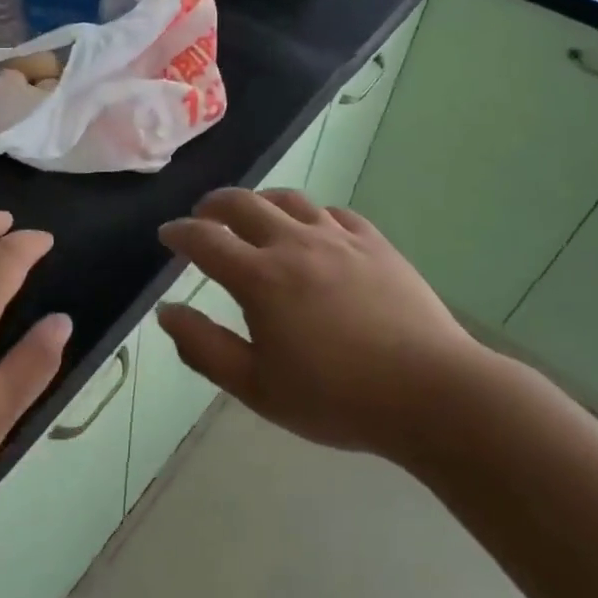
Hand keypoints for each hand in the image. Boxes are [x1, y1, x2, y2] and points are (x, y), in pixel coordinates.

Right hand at [157, 189, 486, 461]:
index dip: (179, 233)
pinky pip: (334, 213)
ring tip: (253, 215)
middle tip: (203, 217)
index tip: (167, 235)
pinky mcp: (375, 244)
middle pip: (243, 203)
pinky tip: (313, 230)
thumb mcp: (256, 387)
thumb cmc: (336, 398)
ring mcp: (339, 239)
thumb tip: (166, 311)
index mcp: (260, 277)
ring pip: (289, 199)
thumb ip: (204, 347)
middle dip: (213, 205)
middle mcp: (295, 243)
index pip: (205, 239)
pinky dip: (310, 214)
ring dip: (261, 201)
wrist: (430, 393)